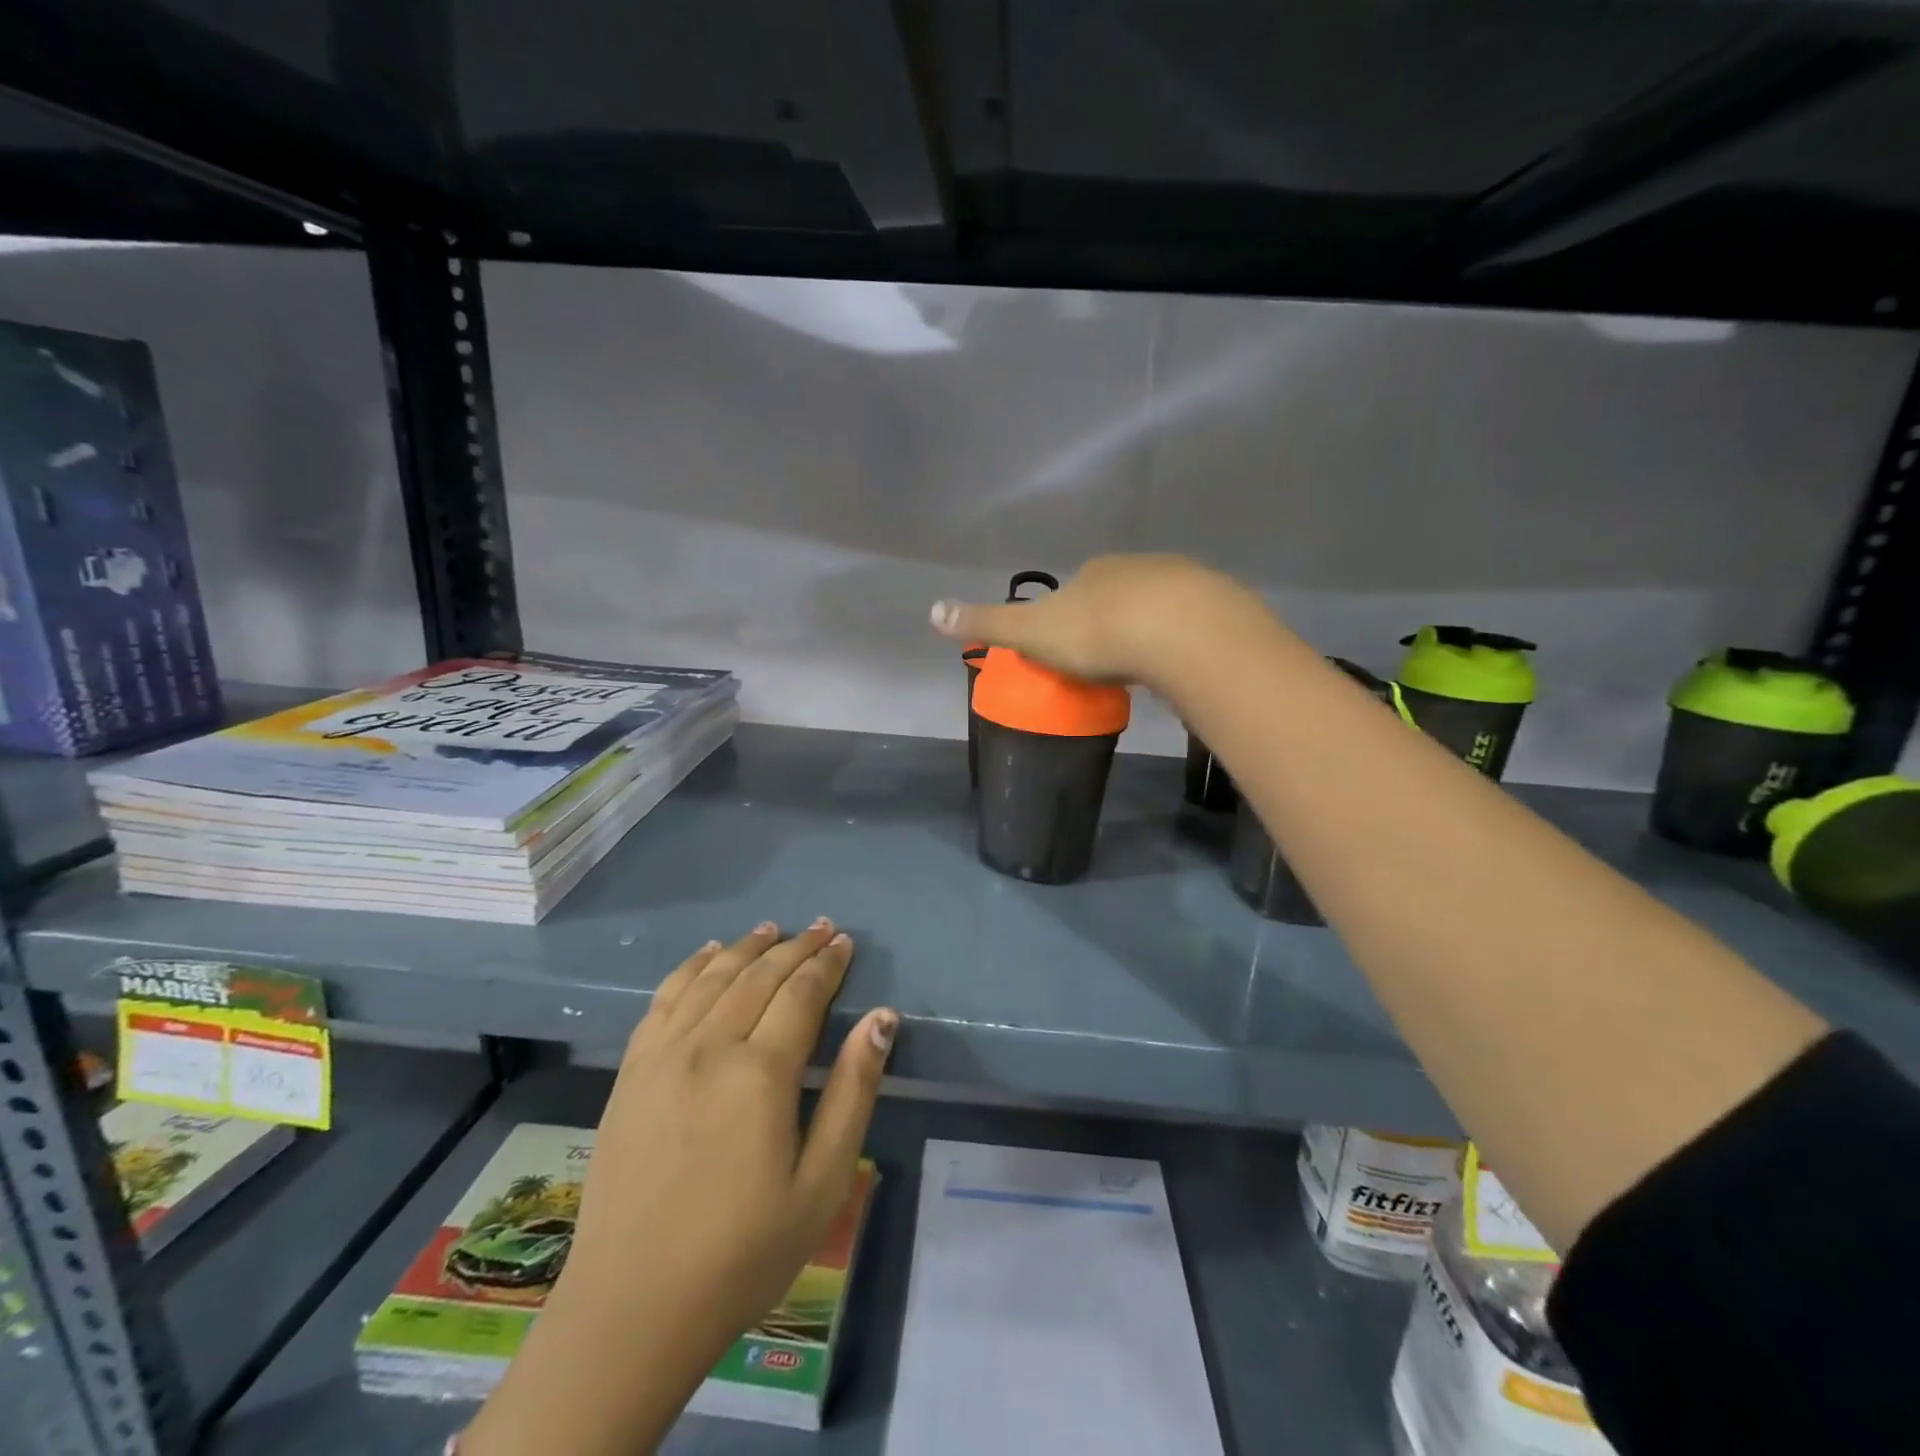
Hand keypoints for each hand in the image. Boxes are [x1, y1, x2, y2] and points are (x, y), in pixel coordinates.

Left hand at [462, 921, 897, 1455]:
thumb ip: (853, 1091)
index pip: (802, 993)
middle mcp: (709, 1047)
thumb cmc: (744, 1252)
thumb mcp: (822, 1182)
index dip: (827, 964)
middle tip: (822, 928)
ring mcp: (662, 1056)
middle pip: (759, 976)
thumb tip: (882, 1017)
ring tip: (772, 930)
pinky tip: (707, 955)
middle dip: (796, 947)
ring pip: (712, 978)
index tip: (845, 942)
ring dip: (746, 948)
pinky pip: (664, 999)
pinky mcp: (630, 1072)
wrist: (632, 1307)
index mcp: (760, 1072)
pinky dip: (690, 968)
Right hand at [930, 553, 1255, 687]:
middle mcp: (1138, 568)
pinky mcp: (1217, 606)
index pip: (1077, 590)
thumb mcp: (1030, 631)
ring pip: (1160, 608)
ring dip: (1150, 632)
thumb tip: (931, 612)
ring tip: (1146, 670)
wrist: (1178, 632)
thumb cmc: (1097, 632)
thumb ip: (986, 624)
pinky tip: (1181, 666)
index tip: (1073, 649)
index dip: (1072, 617)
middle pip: (1120, 596)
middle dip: (1113, 623)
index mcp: (1094, 573)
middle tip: (1109, 664)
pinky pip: (1194, 625)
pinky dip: (1184, 642)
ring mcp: (1182, 583)